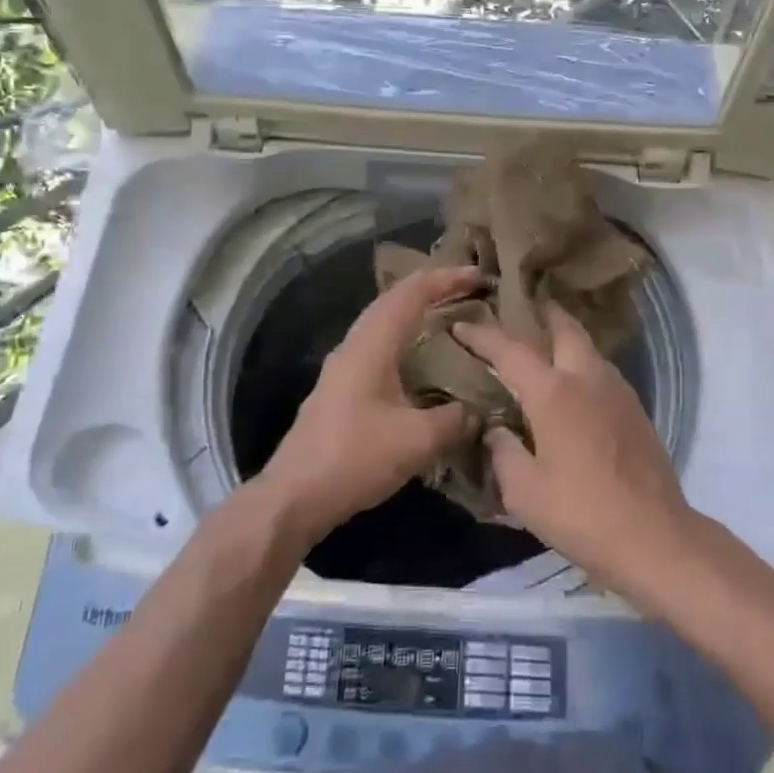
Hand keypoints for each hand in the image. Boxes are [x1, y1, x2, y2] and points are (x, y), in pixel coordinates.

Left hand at [258, 266, 478, 545]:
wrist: (294, 496)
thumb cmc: (355, 457)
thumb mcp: (417, 440)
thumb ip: (455, 419)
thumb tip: (479, 411)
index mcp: (372, 344)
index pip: (412, 292)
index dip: (446, 279)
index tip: (478, 276)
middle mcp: (355, 345)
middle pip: (394, 300)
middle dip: (432, 290)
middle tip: (468, 291)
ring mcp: (343, 367)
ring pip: (383, 324)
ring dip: (415, 315)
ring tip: (448, 319)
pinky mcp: (340, 390)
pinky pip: (378, 347)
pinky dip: (404, 341)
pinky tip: (420, 365)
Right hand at [453, 305, 695, 595]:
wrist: (656, 537)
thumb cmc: (582, 513)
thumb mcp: (524, 492)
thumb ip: (503, 451)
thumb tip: (496, 429)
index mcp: (554, 392)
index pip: (510, 350)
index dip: (482, 335)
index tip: (461, 325)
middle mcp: (587, 378)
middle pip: (564, 327)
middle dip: (540, 314)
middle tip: (518, 311)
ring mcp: (617, 390)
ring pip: (587, 347)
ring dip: (564, 338)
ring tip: (542, 348)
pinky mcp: (636, 409)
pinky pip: (601, 371)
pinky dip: (581, 364)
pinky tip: (572, 387)